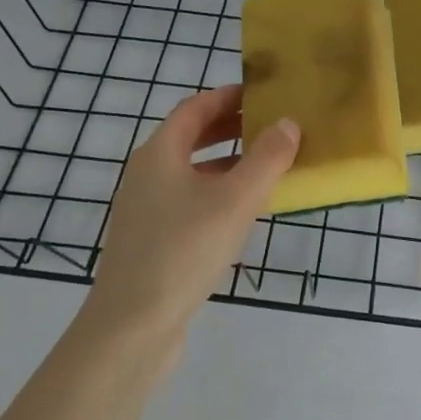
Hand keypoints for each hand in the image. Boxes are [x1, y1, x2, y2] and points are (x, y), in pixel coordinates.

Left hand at [76, 85, 298, 365]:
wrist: (132, 327)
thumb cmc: (184, 251)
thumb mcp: (236, 201)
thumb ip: (267, 159)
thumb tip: (287, 123)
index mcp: (159, 154)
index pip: (194, 108)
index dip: (228, 96)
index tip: (263, 92)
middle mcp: (147, 175)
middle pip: (190, 137)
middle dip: (231, 127)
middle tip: (272, 125)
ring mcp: (145, 210)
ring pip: (191, 172)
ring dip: (228, 162)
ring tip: (267, 166)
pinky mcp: (151, 241)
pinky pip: (189, 201)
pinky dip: (218, 193)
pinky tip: (243, 213)